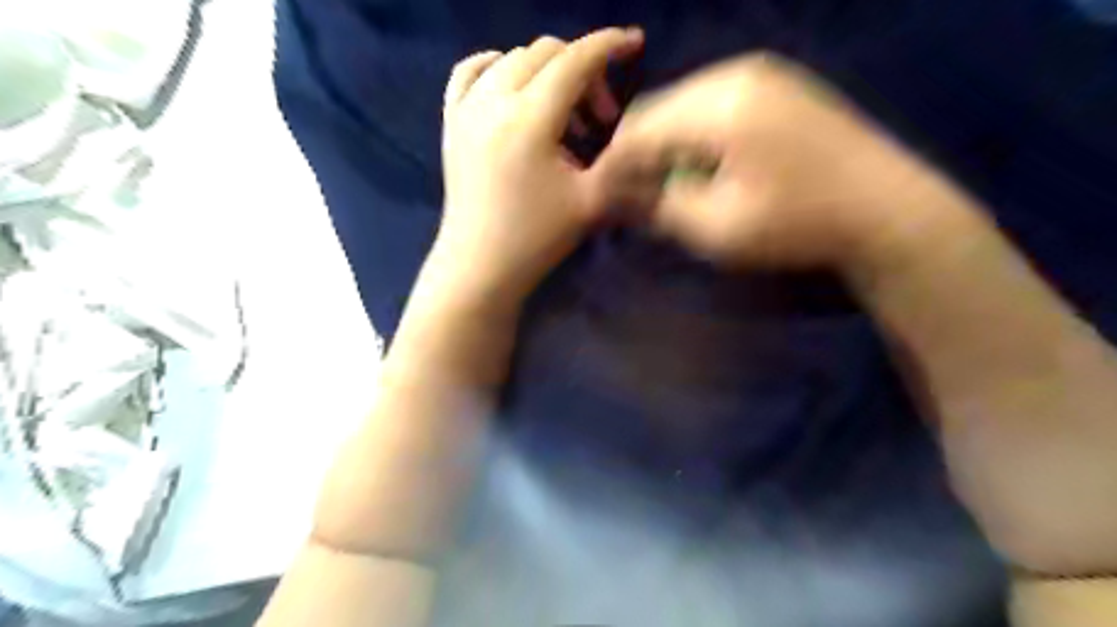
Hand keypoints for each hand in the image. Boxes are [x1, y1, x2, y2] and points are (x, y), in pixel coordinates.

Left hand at [437, 26, 646, 301]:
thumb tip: (641, 130)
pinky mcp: (451, 122)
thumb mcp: (591, 202)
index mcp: (530, 120)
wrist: (480, 265)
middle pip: (546, 54)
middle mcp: (494, 101)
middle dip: (582, 72)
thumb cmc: (537, 238)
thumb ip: (621, 159)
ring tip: (563, 115)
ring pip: (512, 59)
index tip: (633, 43)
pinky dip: (497, 68)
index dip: (609, 46)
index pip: (575, 61)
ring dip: (547, 73)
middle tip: (599, 118)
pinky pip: (470, 73)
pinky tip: (511, 89)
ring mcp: (466, 109)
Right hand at [597, 50, 934, 269]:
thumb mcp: (718, 229)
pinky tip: (702, 165)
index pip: (639, 129)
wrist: (886, 209)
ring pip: (682, 104)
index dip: (614, 165)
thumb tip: (619, 195)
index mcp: (719, 106)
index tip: (602, 197)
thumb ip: (660, 207)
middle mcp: (735, 75)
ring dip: (665, 144)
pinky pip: (711, 103)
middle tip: (634, 194)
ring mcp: (760, 74)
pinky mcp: (776, 84)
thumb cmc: (798, 225)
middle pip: (658, 109)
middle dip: (639, 153)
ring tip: (667, 184)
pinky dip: (693, 134)